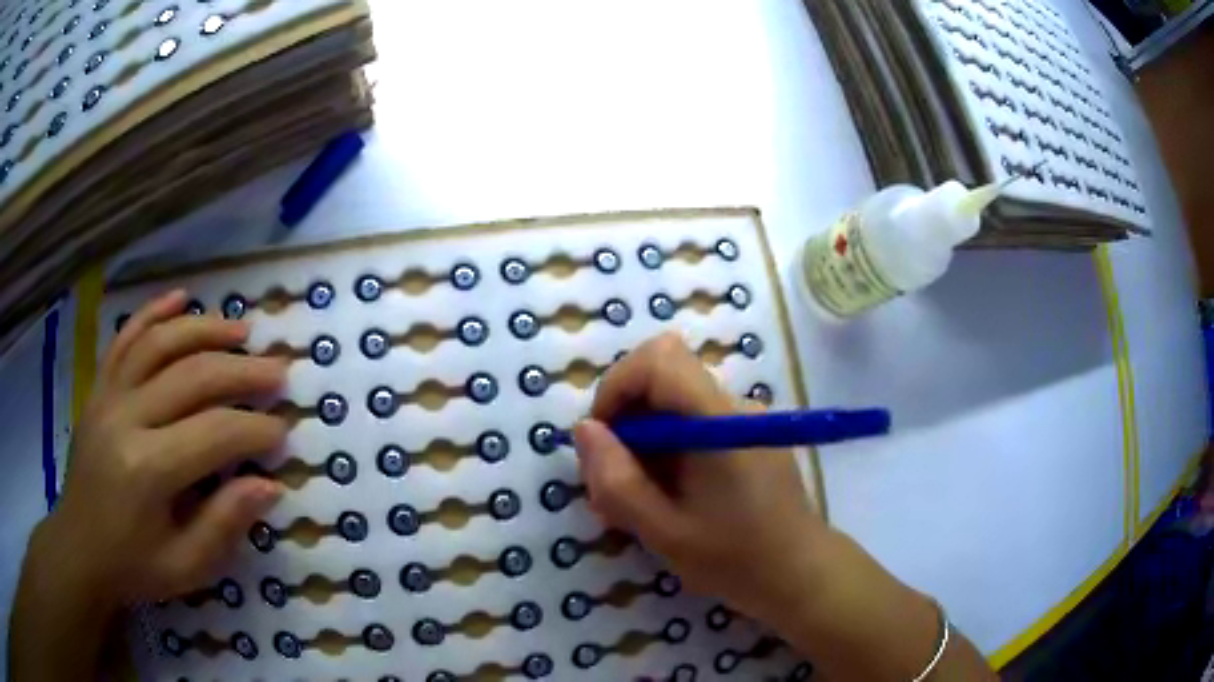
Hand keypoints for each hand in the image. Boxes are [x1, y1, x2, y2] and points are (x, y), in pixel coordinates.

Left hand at [38, 289, 287, 606]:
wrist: (80, 548)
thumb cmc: (134, 566)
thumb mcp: (186, 567)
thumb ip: (224, 525)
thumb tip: (269, 485)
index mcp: (147, 470)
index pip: (213, 433)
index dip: (255, 429)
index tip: (285, 431)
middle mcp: (126, 418)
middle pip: (191, 376)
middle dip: (242, 371)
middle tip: (279, 371)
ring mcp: (108, 395)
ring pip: (160, 343)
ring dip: (205, 329)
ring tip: (242, 331)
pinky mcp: (99, 387)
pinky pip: (126, 337)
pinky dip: (154, 312)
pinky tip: (181, 298)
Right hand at [573, 332, 824, 623]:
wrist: (800, 575)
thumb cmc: (735, 559)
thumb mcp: (664, 531)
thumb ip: (618, 481)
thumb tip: (584, 429)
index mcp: (717, 420)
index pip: (659, 358)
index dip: (617, 385)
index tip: (604, 439)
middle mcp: (734, 406)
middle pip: (662, 380)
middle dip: (625, 423)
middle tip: (615, 483)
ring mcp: (744, 421)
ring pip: (674, 405)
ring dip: (644, 443)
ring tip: (640, 502)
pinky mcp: (748, 438)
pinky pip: (694, 426)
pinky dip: (667, 452)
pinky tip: (670, 499)